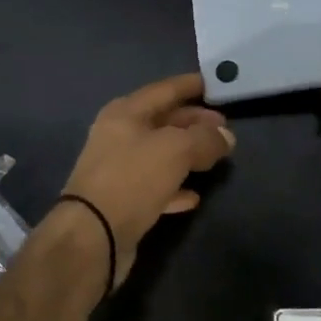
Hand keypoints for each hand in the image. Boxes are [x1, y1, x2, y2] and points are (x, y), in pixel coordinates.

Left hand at [58, 74, 235, 288]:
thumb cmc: (132, 179)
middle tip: (225, 127)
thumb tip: (227, 137)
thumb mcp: (175, 150)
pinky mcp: (123, 201)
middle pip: (163, 122)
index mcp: (125, 113)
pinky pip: (156, 186)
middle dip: (194, 122)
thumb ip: (205, 139)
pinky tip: (195, 195)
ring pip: (161, 154)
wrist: (93, 236)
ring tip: (217, 157)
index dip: (190, 85)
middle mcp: (118, 136)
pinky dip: (176, 187)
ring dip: (188, 154)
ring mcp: (119, 170)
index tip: (215, 84)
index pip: (164, 90)